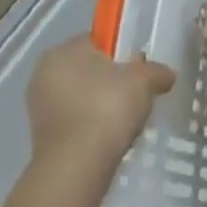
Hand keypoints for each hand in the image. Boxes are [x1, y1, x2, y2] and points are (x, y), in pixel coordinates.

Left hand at [27, 38, 175, 179]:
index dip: (122, 50)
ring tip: (128, 116)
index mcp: (63, 51)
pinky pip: (76, 119)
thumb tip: (166, 75)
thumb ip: (157, 70)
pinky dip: (93, 123)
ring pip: (82, 95)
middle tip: (138, 91)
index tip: (140, 67)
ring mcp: (39, 107)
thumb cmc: (108, 107)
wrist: (77, 166)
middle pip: (89, 68)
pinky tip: (112, 133)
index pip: (98, 40)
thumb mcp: (145, 79)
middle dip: (112, 78)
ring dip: (102, 102)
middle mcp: (44, 74)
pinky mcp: (42, 136)